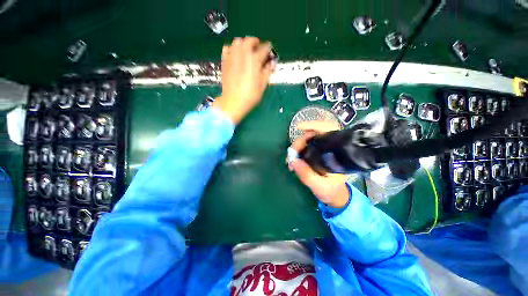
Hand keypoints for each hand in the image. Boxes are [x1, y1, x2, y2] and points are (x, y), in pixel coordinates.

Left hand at [213, 37, 274, 123]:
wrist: (233, 102)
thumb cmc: (250, 96)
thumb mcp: (262, 85)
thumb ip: (267, 72)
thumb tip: (271, 64)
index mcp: (255, 60)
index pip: (264, 49)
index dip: (268, 49)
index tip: (269, 51)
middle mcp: (243, 54)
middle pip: (249, 40)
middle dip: (255, 42)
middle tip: (258, 48)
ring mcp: (232, 56)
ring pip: (238, 41)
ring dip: (244, 43)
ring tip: (247, 51)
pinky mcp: (225, 61)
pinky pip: (227, 48)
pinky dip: (232, 48)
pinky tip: (235, 55)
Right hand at [288, 121, 349, 208]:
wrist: (335, 195)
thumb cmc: (331, 191)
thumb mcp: (319, 186)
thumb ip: (307, 175)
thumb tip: (294, 161)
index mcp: (338, 154)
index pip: (330, 130)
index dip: (315, 125)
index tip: (300, 127)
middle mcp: (332, 148)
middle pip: (315, 134)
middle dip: (300, 141)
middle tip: (291, 153)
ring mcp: (324, 150)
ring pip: (308, 140)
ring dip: (297, 147)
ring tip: (291, 160)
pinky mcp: (317, 153)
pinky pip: (306, 146)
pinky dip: (298, 151)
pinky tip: (293, 159)